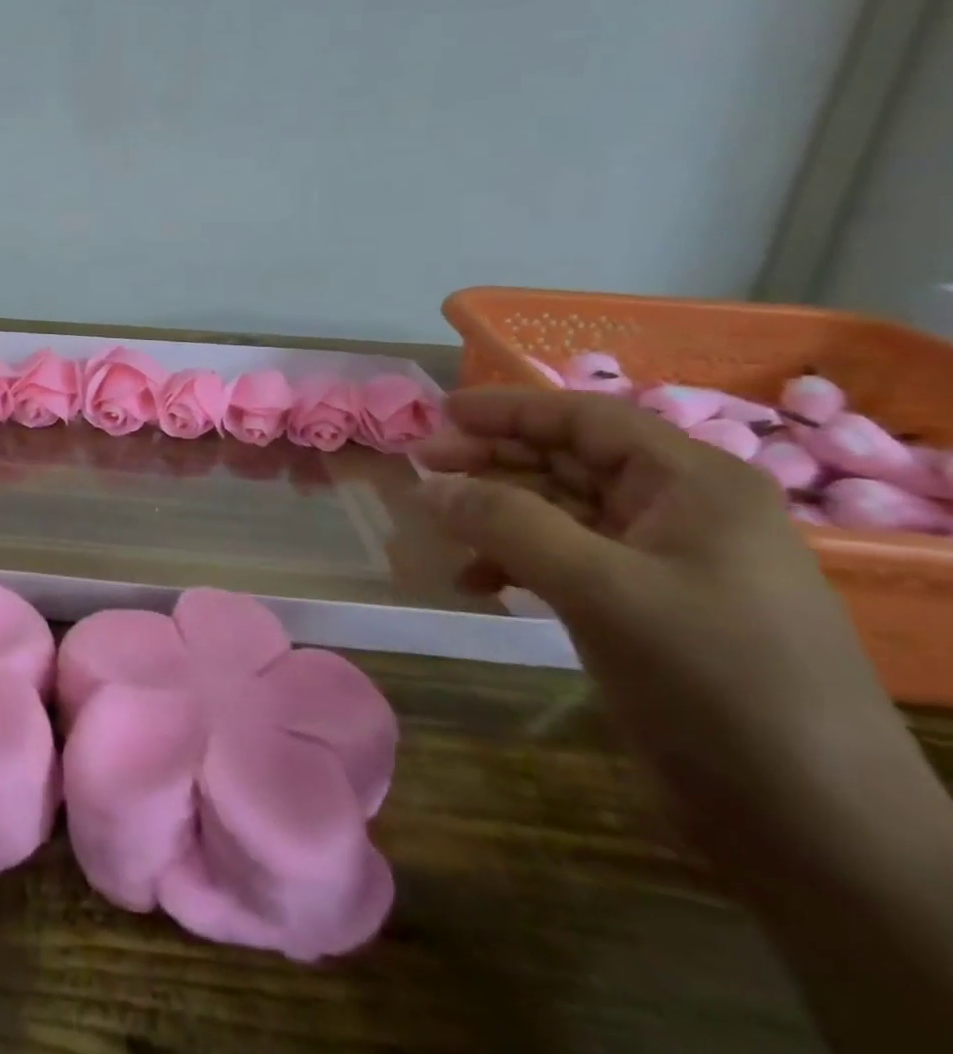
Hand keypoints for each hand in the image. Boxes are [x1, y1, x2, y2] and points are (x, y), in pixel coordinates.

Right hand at [413, 389, 920, 839]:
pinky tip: (474, 583)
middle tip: (421, 468)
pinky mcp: (645, 609)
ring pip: (560, 512)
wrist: (811, 825)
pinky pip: (565, 561)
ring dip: (496, 515)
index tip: (437, 413)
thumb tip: (429, 486)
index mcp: (694, 484)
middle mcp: (682, 511)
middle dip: (492, 461)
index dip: (508, 409)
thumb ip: (507, 524)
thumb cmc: (713, 680)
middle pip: (568, 461)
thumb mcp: (600, 589)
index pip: (586, 419)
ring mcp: (664, 563)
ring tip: (438, 525)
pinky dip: (514, 563)